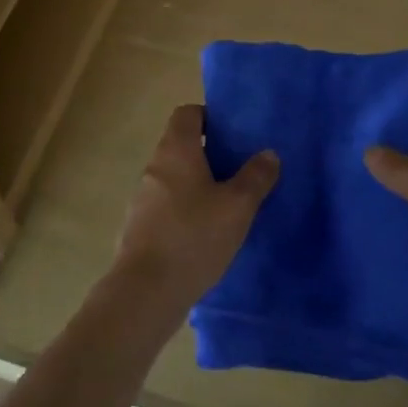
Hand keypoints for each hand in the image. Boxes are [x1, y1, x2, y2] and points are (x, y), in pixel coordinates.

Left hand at [112, 105, 279, 314]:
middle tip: (239, 169)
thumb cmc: (194, 237)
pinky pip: (166, 206)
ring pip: (174, 178)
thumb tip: (268, 154)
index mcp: (176, 150)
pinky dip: (185, 210)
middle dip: (209, 154)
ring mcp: (142, 198)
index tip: (233, 134)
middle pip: (181, 145)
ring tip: (227, 204)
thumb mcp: (237, 206)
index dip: (209, 117)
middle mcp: (155, 166)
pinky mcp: (139, 228)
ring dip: (197, 184)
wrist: (145, 293)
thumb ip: (255, 177)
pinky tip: (205, 234)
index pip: (187, 113)